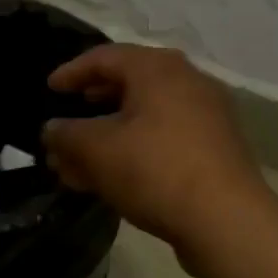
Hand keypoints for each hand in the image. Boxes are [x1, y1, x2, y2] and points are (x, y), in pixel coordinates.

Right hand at [43, 44, 277, 277]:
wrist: (226, 221)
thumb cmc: (155, 171)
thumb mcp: (97, 151)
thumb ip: (66, 135)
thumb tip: (53, 130)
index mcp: (158, 69)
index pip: (105, 56)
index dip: (72, 72)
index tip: (50, 89)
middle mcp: (188, 82)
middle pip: (130, 84)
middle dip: (93, 106)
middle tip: (70, 118)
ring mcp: (208, 116)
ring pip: (147, 116)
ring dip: (112, 134)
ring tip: (83, 160)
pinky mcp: (218, 149)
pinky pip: (166, 138)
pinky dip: (136, 149)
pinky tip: (116, 178)